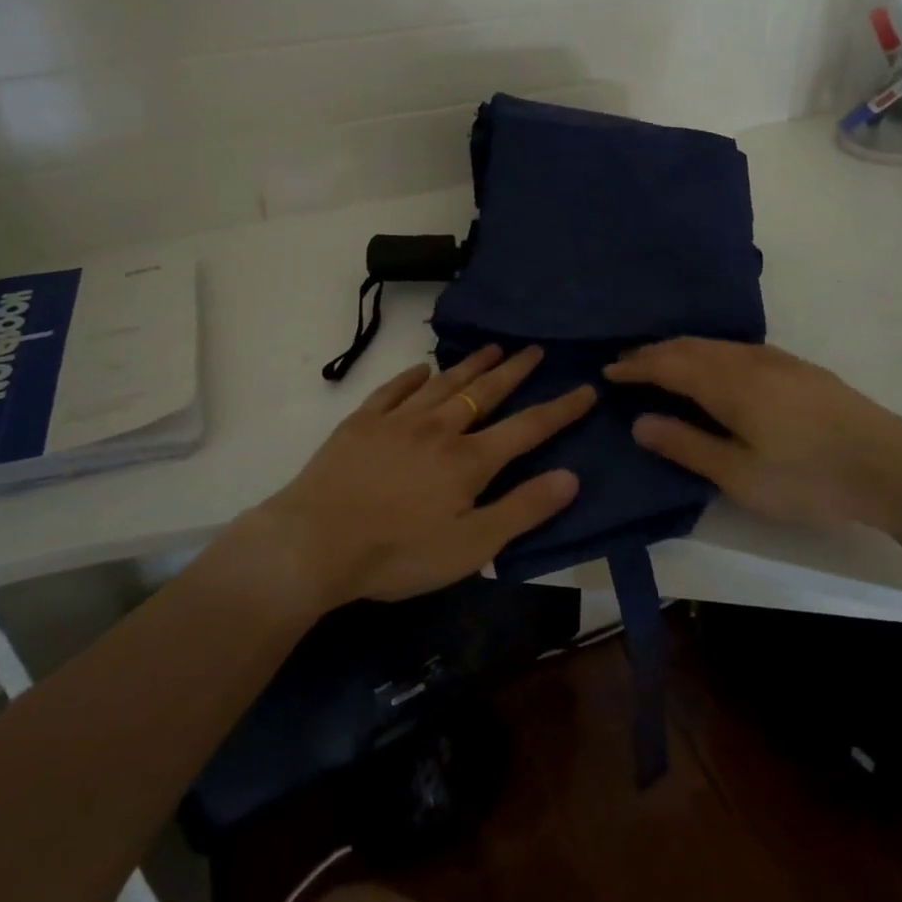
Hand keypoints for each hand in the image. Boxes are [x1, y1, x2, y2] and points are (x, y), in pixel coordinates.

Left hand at [251, 345, 594, 607]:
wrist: (315, 542)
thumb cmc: (398, 553)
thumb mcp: (471, 546)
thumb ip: (522, 510)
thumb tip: (571, 476)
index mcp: (469, 460)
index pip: (527, 427)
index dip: (561, 409)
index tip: (586, 388)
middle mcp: (439, 428)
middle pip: (485, 392)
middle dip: (515, 370)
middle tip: (535, 349)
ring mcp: (398, 420)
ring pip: (443, 383)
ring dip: (470, 364)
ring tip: (492, 348)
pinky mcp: (362, 422)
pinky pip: (393, 390)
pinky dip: (411, 376)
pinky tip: (421, 368)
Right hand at [604, 338, 901, 535]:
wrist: (892, 465)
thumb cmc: (808, 477)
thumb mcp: (739, 475)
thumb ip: (687, 446)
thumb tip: (640, 422)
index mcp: (727, 383)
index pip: (667, 364)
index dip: (636, 366)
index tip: (608, 370)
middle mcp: (746, 360)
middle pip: (688, 346)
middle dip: (653, 352)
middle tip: (626, 363)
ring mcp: (775, 359)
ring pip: (714, 344)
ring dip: (680, 349)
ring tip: (660, 363)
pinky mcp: (796, 367)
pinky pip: (735, 347)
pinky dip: (707, 351)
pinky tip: (713, 367)